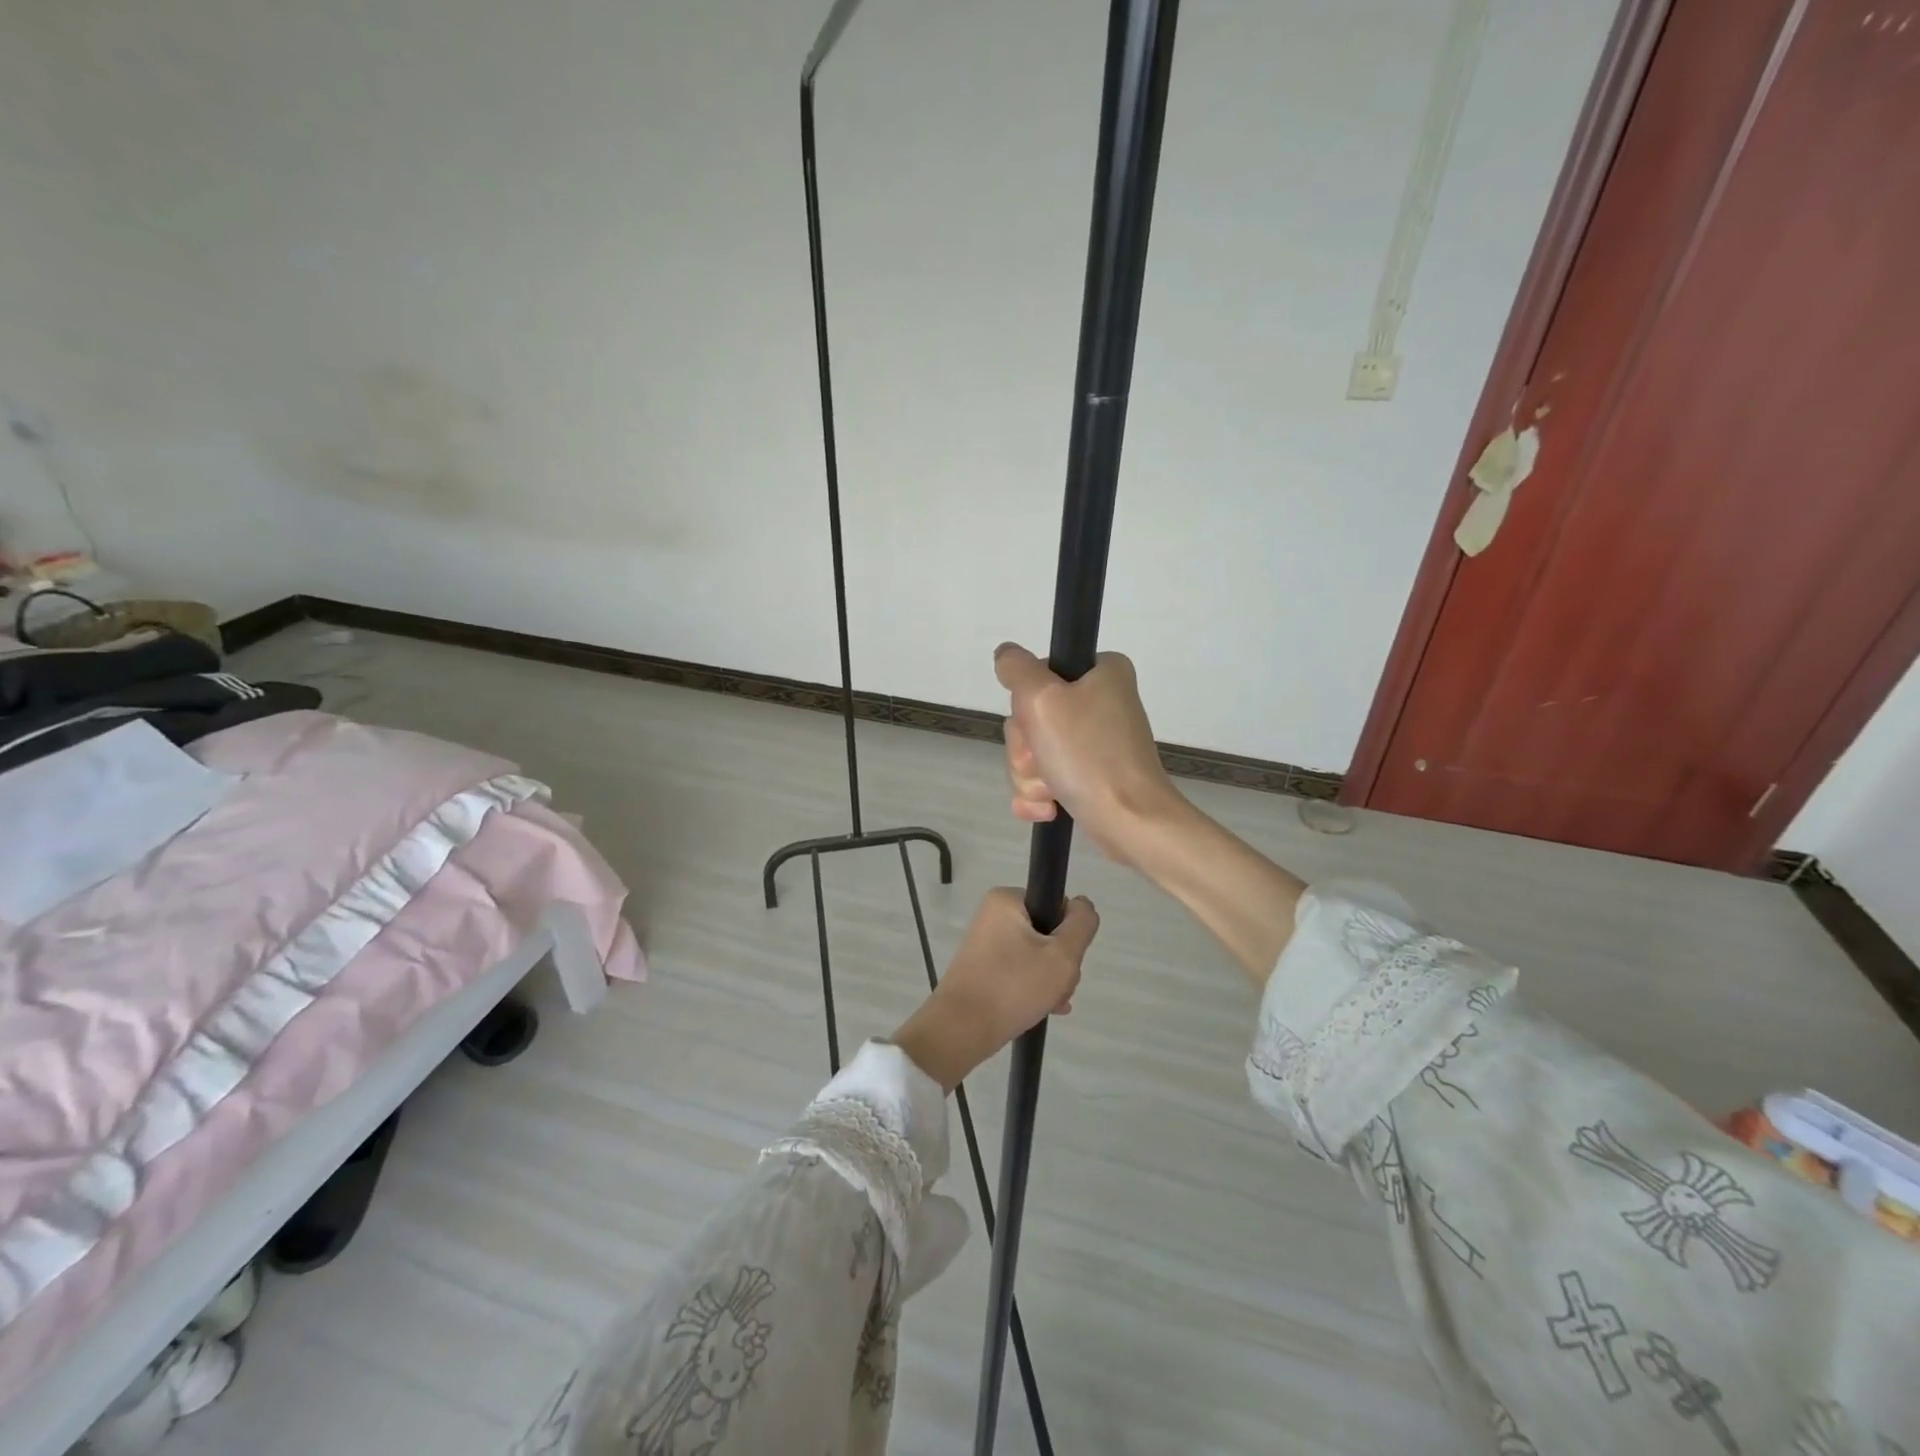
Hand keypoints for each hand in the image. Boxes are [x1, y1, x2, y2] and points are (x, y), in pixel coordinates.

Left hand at [892, 889, 1098, 1090]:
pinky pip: (1019, 969)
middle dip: (1060, 964)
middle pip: (1047, 932)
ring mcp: (986, 941)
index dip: (1070, 934)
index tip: (1067, 962)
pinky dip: (1033, 987)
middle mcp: (993, 914)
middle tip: (1058, 989)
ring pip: (1036, 955)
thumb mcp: (1062, 956)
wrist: (961, 1030)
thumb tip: (1083, 905)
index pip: (1057, 906)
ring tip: (1051, 1005)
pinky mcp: (983, 966)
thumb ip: (1082, 925)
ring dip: (1051, 980)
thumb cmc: (1013, 987)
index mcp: (1007, 900)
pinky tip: (1045, 1010)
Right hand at [994, 642, 1179, 865]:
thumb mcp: (1043, 699)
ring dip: (1031, 775)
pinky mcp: (1092, 775)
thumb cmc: (1088, 755)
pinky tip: (1047, 808)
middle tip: (1044, 761)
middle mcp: (1102, 701)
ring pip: (1034, 750)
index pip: (1038, 674)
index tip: (1037, 721)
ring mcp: (1097, 741)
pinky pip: (1046, 777)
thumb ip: (1017, 669)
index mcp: (1102, 672)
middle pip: (1032, 717)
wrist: (1130, 821)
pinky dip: (1039, 794)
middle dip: (1026, 748)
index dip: (1027, 702)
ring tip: (1051, 791)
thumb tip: (1006, 654)